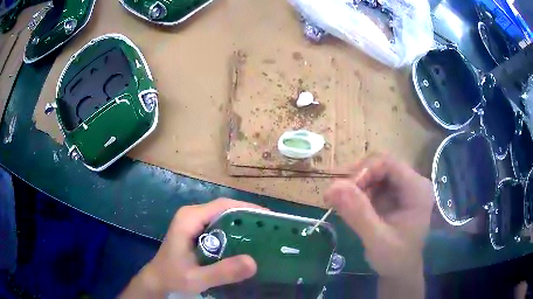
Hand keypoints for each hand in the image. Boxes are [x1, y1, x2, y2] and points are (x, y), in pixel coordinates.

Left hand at [120, 199, 261, 297]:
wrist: (158, 279)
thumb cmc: (173, 276)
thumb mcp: (197, 278)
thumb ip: (222, 272)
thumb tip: (254, 262)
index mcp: (190, 218)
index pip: (224, 206)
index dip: (248, 209)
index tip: (269, 218)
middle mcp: (192, 214)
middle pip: (226, 209)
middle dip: (249, 217)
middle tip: (271, 229)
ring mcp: (194, 221)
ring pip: (224, 216)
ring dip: (244, 224)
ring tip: (264, 235)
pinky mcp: (196, 230)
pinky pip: (220, 225)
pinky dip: (235, 232)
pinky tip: (246, 244)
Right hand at [325, 154, 433, 297]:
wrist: (400, 270)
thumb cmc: (395, 258)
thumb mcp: (376, 239)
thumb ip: (358, 214)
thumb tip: (332, 187)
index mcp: (417, 189)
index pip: (388, 163)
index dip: (364, 171)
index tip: (342, 190)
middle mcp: (412, 182)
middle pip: (381, 164)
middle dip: (357, 178)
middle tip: (337, 197)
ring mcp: (403, 187)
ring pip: (375, 172)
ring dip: (356, 185)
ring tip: (341, 204)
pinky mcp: (393, 194)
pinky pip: (373, 183)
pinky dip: (358, 191)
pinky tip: (350, 206)